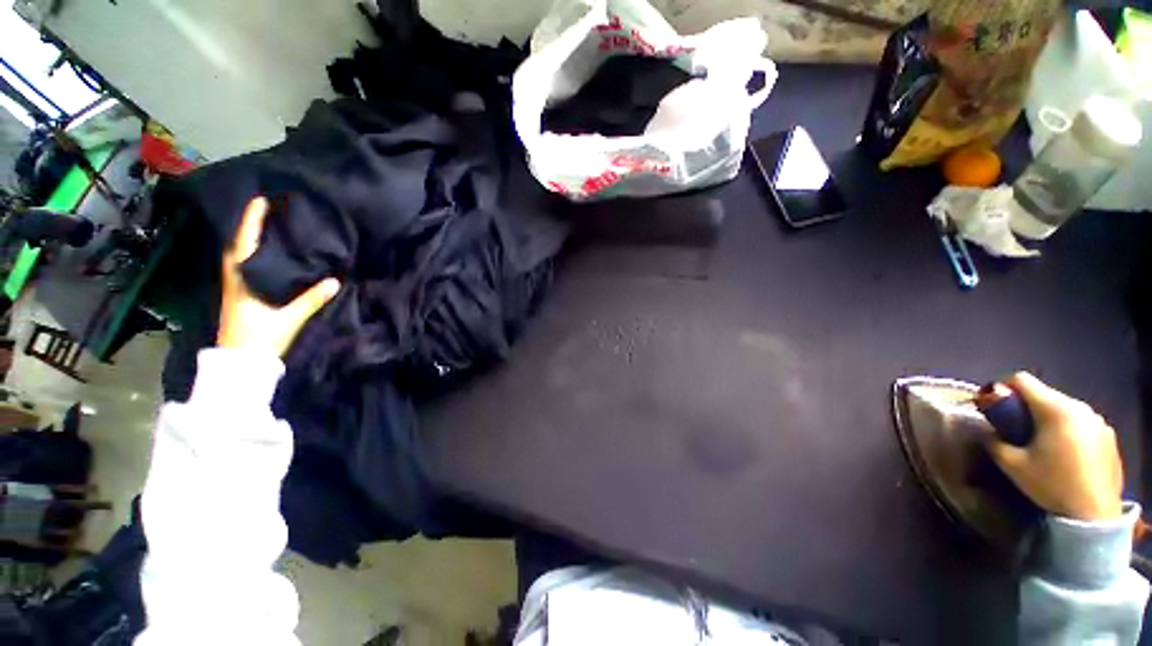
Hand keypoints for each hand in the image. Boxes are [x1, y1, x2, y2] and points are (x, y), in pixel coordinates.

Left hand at [218, 197, 339, 356]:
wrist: (241, 363)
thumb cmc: (260, 338)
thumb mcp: (289, 318)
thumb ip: (311, 299)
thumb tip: (335, 281)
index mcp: (242, 280)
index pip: (246, 244)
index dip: (251, 222)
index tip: (260, 201)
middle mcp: (235, 280)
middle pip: (239, 247)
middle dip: (249, 227)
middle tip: (265, 212)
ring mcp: (235, 289)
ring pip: (241, 258)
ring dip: (250, 241)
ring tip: (267, 229)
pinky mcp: (241, 298)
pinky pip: (246, 269)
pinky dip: (254, 257)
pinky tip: (267, 257)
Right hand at [985, 372, 1122, 521]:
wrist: (1094, 516)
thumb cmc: (1052, 486)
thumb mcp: (1012, 465)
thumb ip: (994, 441)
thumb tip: (987, 429)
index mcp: (1055, 409)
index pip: (1022, 380)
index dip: (1003, 389)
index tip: (997, 409)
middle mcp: (1079, 407)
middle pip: (1045, 394)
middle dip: (1027, 408)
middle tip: (1018, 431)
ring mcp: (1098, 421)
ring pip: (1064, 408)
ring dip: (1049, 419)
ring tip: (1044, 444)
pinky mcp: (1109, 435)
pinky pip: (1081, 423)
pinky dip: (1068, 431)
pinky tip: (1066, 455)